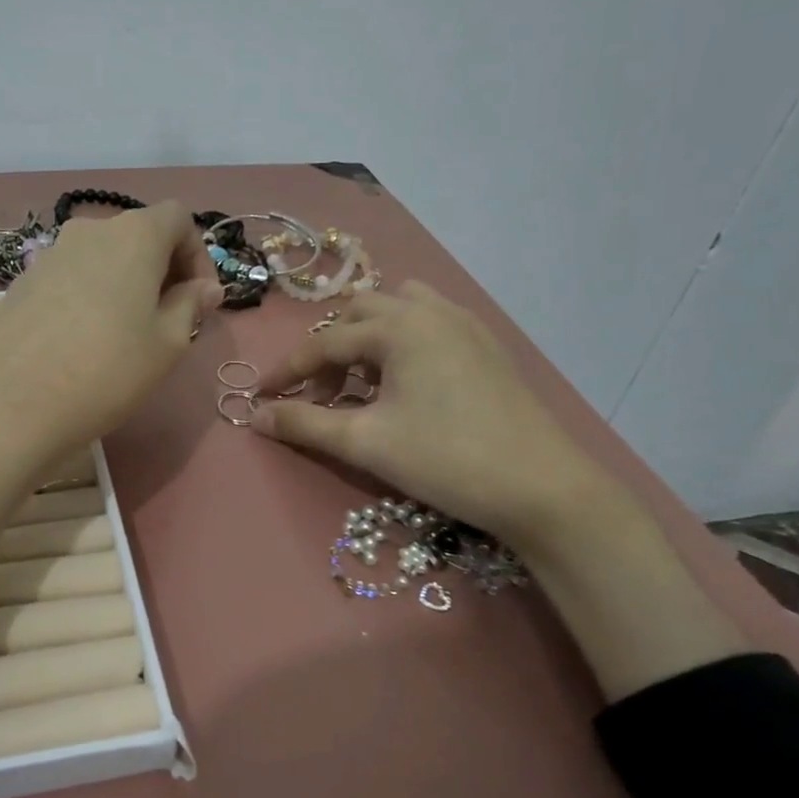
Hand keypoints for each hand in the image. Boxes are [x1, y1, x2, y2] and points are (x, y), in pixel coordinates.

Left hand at [0, 201, 223, 460]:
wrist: (16, 403)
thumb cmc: (108, 370)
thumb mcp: (167, 343)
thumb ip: (191, 305)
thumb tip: (204, 288)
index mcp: (134, 235)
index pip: (178, 218)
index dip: (198, 254)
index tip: (200, 299)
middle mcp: (90, 231)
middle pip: (138, 235)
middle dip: (162, 270)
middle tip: (169, 319)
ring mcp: (50, 254)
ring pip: (102, 257)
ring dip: (124, 283)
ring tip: (126, 331)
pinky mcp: (23, 281)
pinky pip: (71, 277)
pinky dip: (89, 294)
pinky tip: (83, 339)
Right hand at [252, 282, 607, 549]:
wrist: (543, 488)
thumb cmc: (446, 459)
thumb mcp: (366, 444)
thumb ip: (305, 424)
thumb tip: (255, 416)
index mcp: (398, 327)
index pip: (324, 343)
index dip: (287, 371)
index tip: (259, 397)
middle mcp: (430, 312)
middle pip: (360, 313)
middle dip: (330, 350)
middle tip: (321, 394)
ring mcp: (465, 325)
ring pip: (400, 309)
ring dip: (369, 337)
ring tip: (363, 381)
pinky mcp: (487, 346)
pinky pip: (431, 323)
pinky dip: (403, 341)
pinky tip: (406, 382)